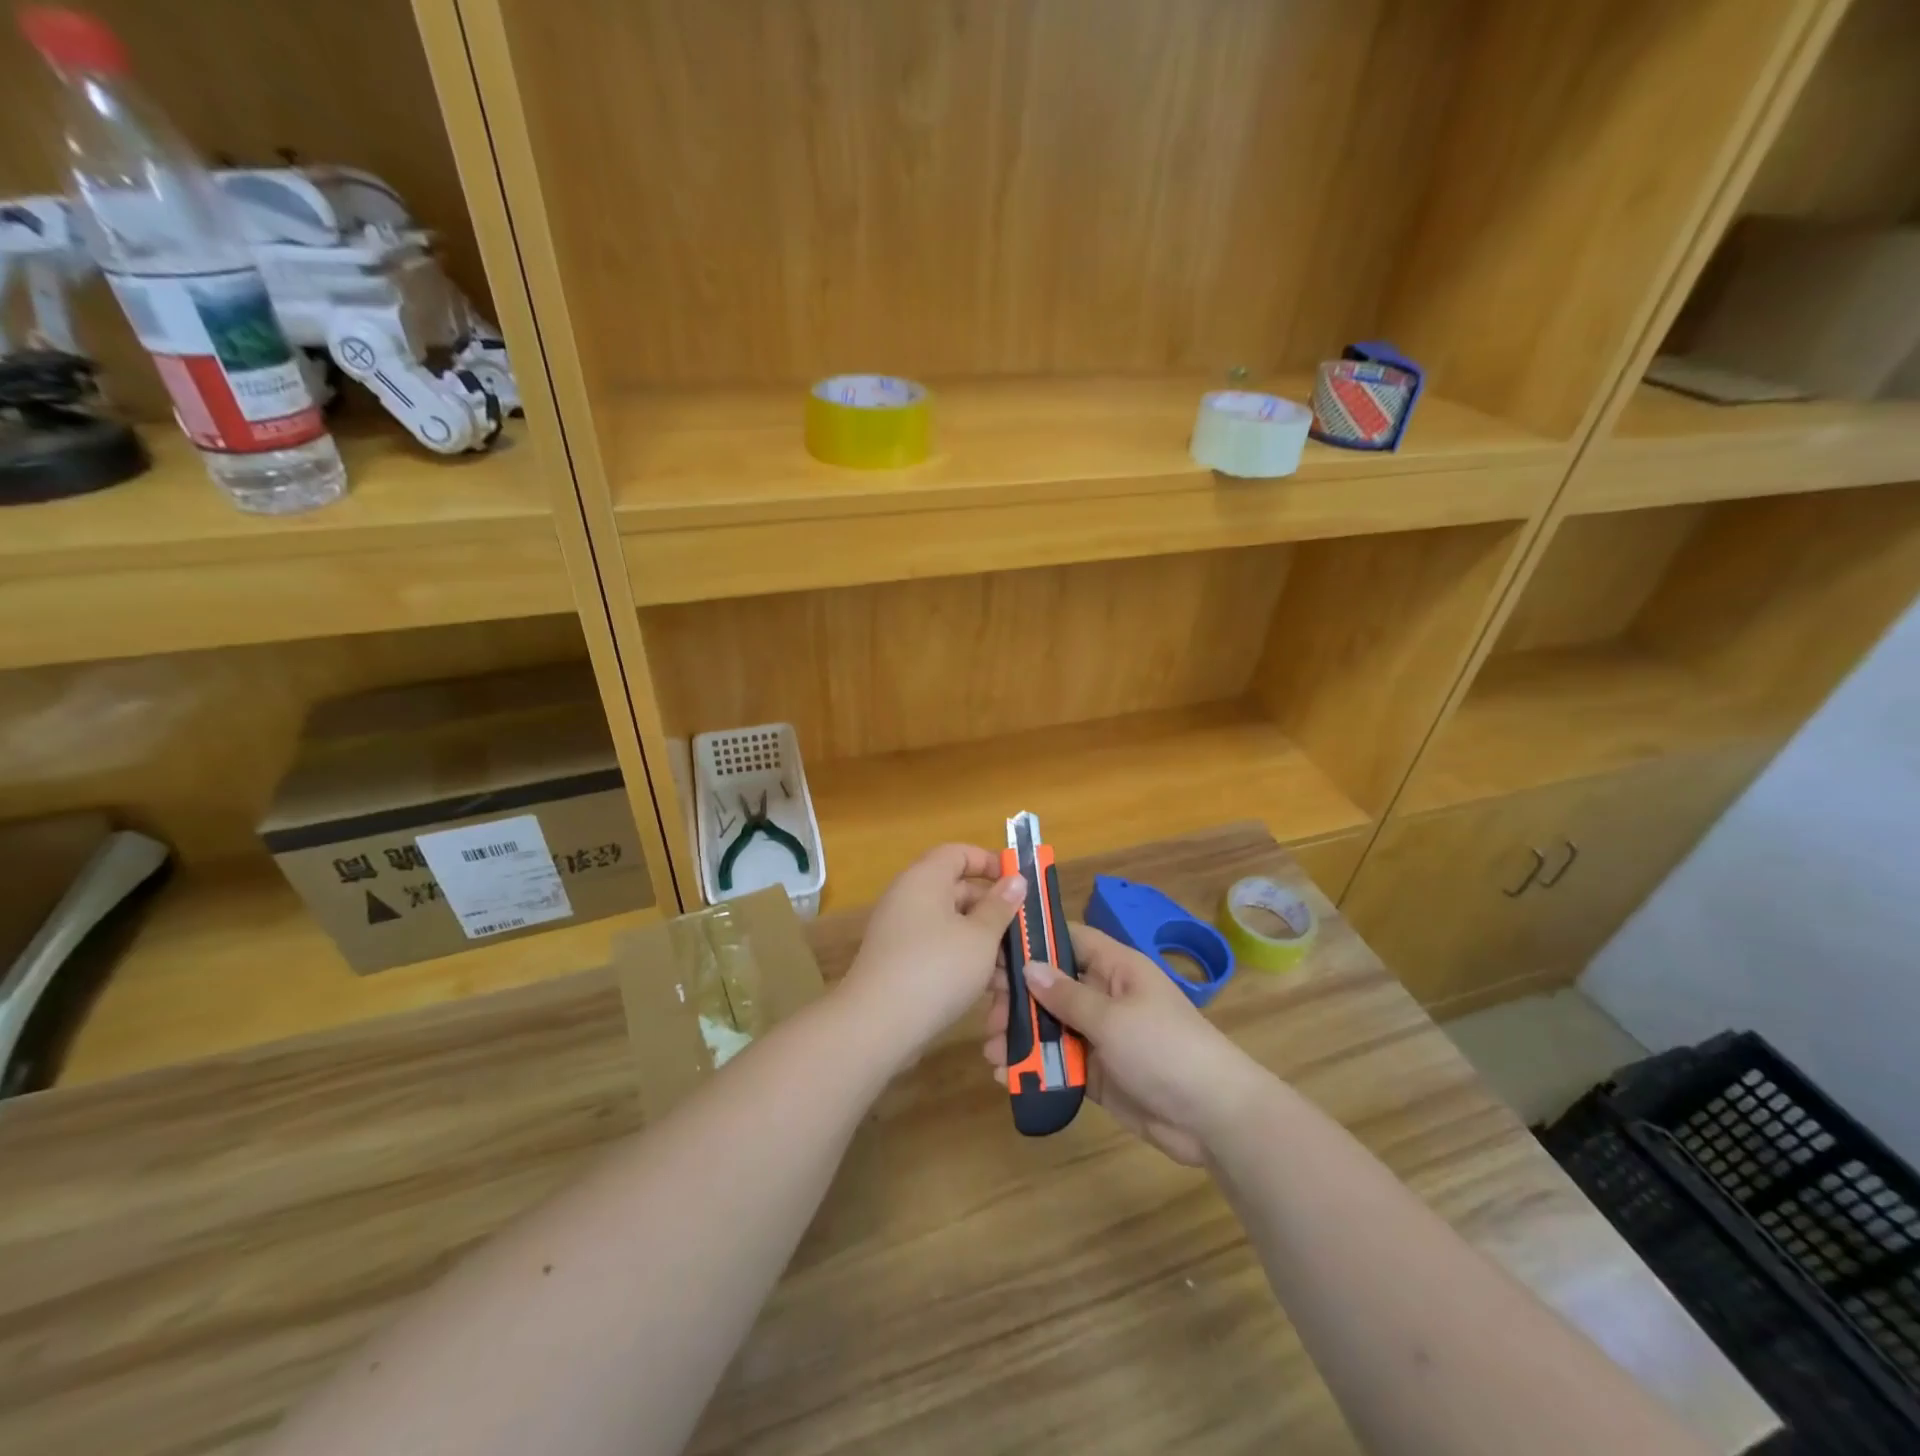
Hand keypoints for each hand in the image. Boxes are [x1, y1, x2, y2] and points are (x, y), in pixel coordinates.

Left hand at [839, 844, 1026, 1063]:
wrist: (877, 1026)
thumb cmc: (937, 969)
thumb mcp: (980, 937)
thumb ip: (1000, 906)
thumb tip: (1015, 879)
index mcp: (925, 878)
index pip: (959, 853)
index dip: (990, 862)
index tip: (1019, 883)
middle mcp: (910, 898)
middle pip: (959, 891)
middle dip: (995, 912)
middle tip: (1025, 934)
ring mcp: (903, 932)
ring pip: (953, 926)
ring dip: (985, 944)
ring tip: (1015, 972)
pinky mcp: (901, 964)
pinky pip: (940, 951)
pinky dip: (965, 963)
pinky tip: (991, 990)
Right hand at [984, 923, 1271, 1165]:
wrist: (1213, 1117)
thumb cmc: (1165, 1049)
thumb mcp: (1113, 1018)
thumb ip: (1067, 995)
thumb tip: (1028, 966)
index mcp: (1116, 968)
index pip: (1069, 940)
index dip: (1034, 941)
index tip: (993, 950)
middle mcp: (1106, 995)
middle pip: (1053, 985)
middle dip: (1018, 998)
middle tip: (986, 1012)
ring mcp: (1102, 1035)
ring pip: (1052, 1026)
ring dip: (1021, 1036)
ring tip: (991, 1050)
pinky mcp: (1098, 1072)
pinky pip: (1059, 1062)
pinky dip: (1035, 1067)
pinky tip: (1007, 1076)